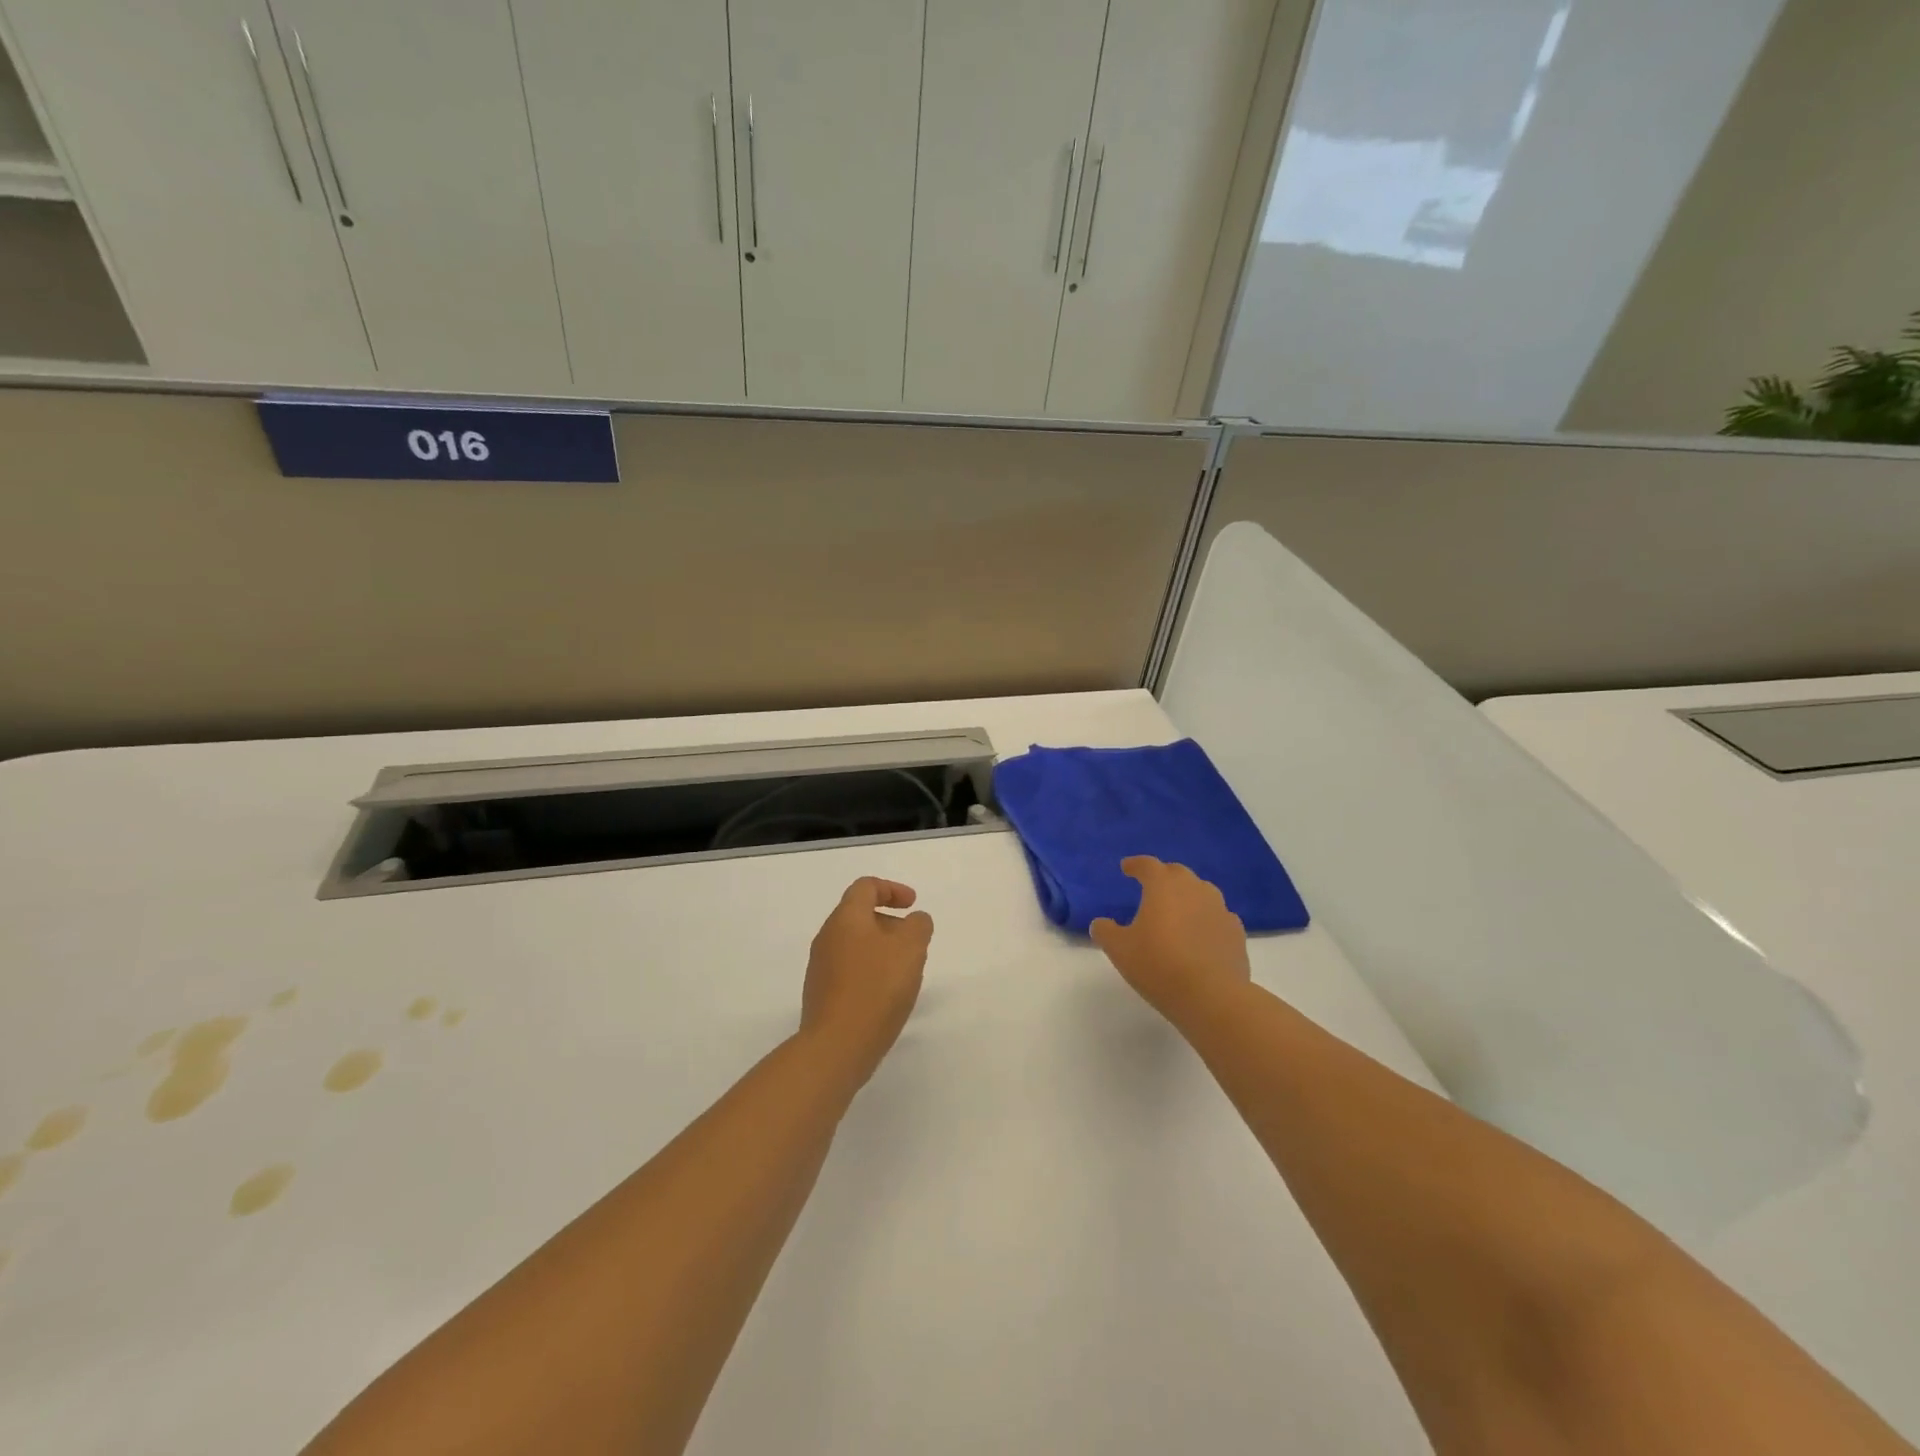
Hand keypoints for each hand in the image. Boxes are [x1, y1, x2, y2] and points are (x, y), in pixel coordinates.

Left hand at [800, 877, 933, 1083]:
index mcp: (845, 919)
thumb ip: (918, 926)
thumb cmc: (877, 987)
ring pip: (854, 945)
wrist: (837, 1046)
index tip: (913, 905)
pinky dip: (870, 971)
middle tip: (913, 943)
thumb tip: (914, 920)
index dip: (892, 890)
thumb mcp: (911, 948)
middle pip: (859, 916)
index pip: (865, 887)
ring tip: (904, 972)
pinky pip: (849, 971)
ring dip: (881, 949)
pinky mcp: (821, 995)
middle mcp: (827, 938)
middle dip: (889, 923)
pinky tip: (886, 995)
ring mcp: (820, 968)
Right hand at [1090, 856, 1251, 1024]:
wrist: (1212, 996)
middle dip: (1163, 876)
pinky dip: (1206, 919)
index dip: (1136, 864)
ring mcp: (1220, 909)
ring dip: (1188, 896)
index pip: (1148, 865)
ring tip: (1178, 911)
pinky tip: (1201, 934)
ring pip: (1202, 892)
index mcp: (1163, 886)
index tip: (1126, 867)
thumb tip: (1101, 923)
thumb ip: (1106, 931)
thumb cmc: (1159, 965)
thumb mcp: (1119, 950)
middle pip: (1178, 873)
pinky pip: (1217, 917)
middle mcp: (1194, 889)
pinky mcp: (1236, 932)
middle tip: (1152, 887)